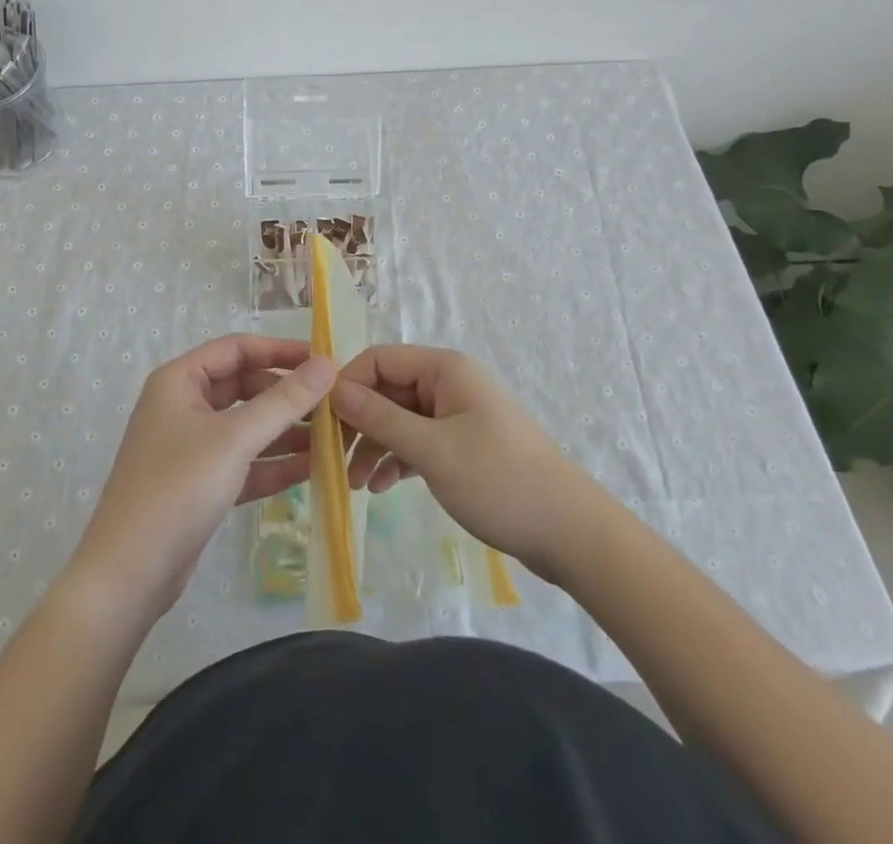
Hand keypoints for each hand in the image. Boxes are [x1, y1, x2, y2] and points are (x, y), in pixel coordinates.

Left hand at [67, 335, 334, 624]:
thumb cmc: (178, 487)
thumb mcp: (235, 438)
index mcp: (180, 380)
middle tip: (334, 404)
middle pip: (244, 386)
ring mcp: (190, 446)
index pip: (237, 349)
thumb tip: (327, 364)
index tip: (323, 360)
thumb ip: (284, 401)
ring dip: (285, 431)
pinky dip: (273, 464)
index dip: (280, 350)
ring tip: (332, 437)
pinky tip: (312, 469)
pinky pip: (243, 462)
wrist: (128, 574)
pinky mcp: (199, 484)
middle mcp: (183, 405)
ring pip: (246, 426)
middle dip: (287, 395)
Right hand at [331, 345, 592, 581]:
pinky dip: (398, 459)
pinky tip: (382, 487)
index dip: (348, 385)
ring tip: (355, 483)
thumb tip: (334, 389)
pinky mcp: (464, 445)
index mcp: (444, 369)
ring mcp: (457, 414)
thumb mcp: (431, 450)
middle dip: (359, 422)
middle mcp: (449, 383)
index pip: (379, 359)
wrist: (570, 533)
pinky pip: (418, 441)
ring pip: (400, 418)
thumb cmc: (498, 481)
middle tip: (331, 459)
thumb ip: (380, 418)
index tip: (321, 422)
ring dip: (375, 445)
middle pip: (387, 389)